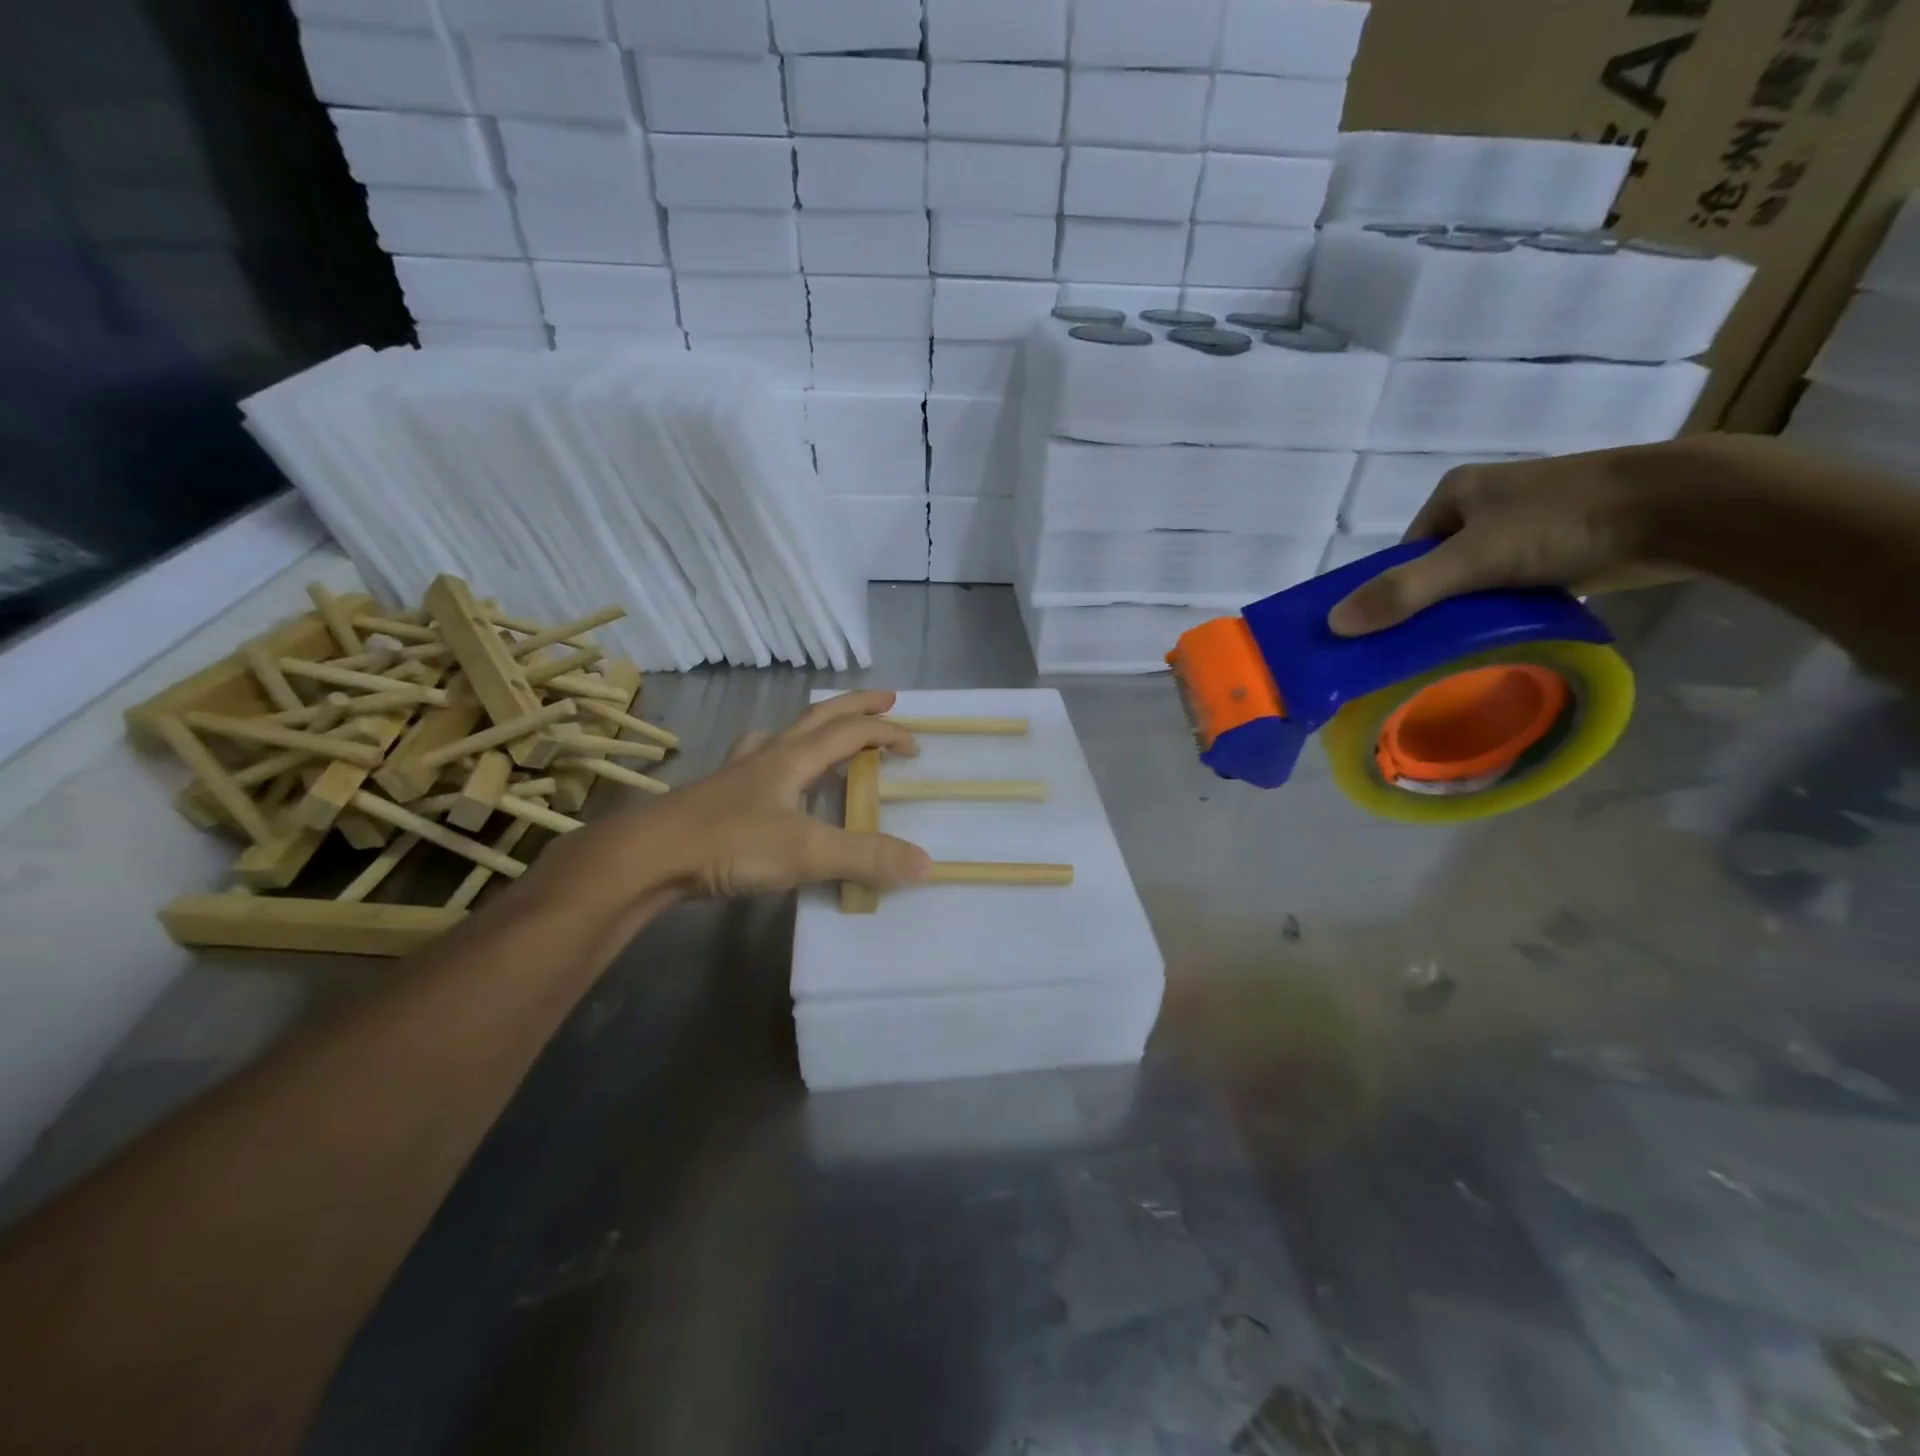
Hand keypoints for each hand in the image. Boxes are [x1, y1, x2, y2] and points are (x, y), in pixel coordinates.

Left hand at [587, 690, 930, 900]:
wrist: (646, 857)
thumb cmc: (730, 844)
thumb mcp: (807, 852)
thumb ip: (866, 857)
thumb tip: (925, 863)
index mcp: (793, 758)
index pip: (850, 732)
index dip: (886, 733)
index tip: (915, 746)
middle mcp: (766, 756)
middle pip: (818, 717)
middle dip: (856, 706)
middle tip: (886, 699)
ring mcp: (736, 774)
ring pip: (781, 735)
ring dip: (811, 727)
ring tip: (824, 735)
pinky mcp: (715, 797)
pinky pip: (754, 763)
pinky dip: (774, 758)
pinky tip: (766, 778)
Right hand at [1326, 444, 1676, 636]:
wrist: (1681, 509)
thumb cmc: (1564, 520)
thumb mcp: (1470, 559)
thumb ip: (1404, 591)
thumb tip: (1334, 624)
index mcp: (1455, 493)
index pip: (1403, 553)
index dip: (1391, 591)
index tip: (1387, 632)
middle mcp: (1486, 505)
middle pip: (1435, 569)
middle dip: (1429, 606)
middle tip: (1419, 648)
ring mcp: (1525, 527)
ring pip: (1474, 581)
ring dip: (1467, 613)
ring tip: (1457, 649)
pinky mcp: (1560, 550)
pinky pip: (1510, 588)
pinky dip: (1503, 612)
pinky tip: (1500, 637)